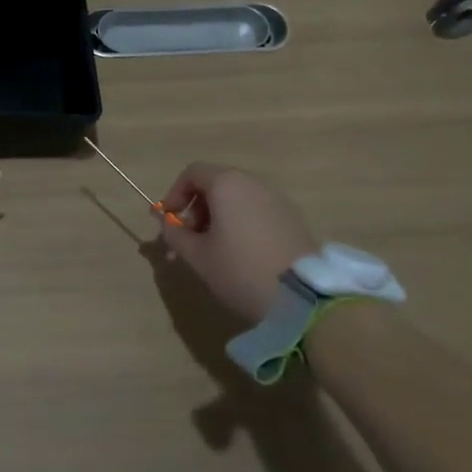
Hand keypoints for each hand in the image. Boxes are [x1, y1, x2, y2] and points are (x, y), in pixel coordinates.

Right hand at [159, 163, 320, 324]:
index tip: (170, 221)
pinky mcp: (293, 217)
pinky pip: (257, 209)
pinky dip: (241, 221)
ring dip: (219, 215)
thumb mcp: (198, 256)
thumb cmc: (241, 270)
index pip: (192, 173)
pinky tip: (242, 252)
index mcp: (227, 184)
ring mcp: (277, 199)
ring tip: (215, 248)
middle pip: (216, 183)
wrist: (303, 298)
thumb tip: (168, 224)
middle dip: (197, 207)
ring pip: (237, 197)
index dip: (175, 194)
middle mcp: (253, 182)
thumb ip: (175, 235)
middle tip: (190, 238)